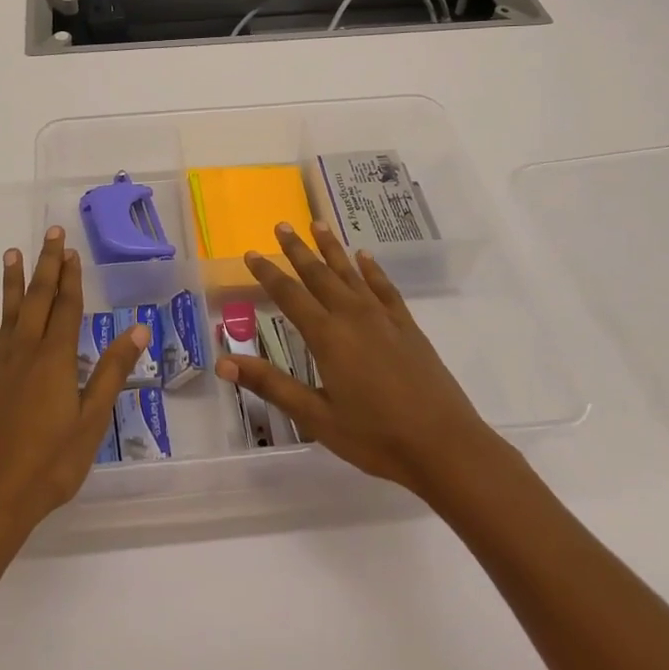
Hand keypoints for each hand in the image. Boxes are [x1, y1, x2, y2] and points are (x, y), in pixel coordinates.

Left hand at [0, 228, 149, 552]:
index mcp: (56, 358)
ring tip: (12, 253)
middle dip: (46, 264)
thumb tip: (139, 330)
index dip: (71, 277)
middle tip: (50, 233)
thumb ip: (112, 372)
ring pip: (8, 312)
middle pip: (38, 299)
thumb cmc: (49, 464)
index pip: (67, 307)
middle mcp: (25, 351)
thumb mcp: (91, 421)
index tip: (72, 250)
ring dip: (12, 281)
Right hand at [218, 221, 514, 501]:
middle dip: (297, 249)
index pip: (289, 295)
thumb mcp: (315, 416)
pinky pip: (384, 288)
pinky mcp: (407, 326)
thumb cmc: (375, 436)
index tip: (251, 253)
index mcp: (327, 336)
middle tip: (282, 225)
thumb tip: (223, 362)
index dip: (267, 273)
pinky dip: (372, 270)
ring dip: (332, 248)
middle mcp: (352, 316)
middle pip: (319, 274)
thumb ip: (271, 384)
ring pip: (351, 272)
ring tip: (318, 224)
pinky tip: (364, 257)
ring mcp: (383, 318)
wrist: (445, 446)